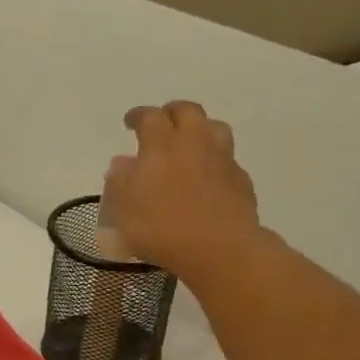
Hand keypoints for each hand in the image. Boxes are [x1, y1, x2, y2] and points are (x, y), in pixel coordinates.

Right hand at [102, 101, 262, 284]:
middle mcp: (194, 143)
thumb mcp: (123, 210)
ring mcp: (222, 159)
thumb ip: (119, 183)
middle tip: (163, 123)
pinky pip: (227, 159)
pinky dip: (215, 160)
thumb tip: (121, 164)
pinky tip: (208, 176)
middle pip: (187, 111)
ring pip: (214, 128)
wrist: (218, 248)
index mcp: (161, 145)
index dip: (138, 116)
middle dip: (172, 112)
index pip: (149, 117)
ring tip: (190, 142)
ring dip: (200, 129)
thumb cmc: (161, 228)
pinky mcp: (240, 179)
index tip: (130, 122)